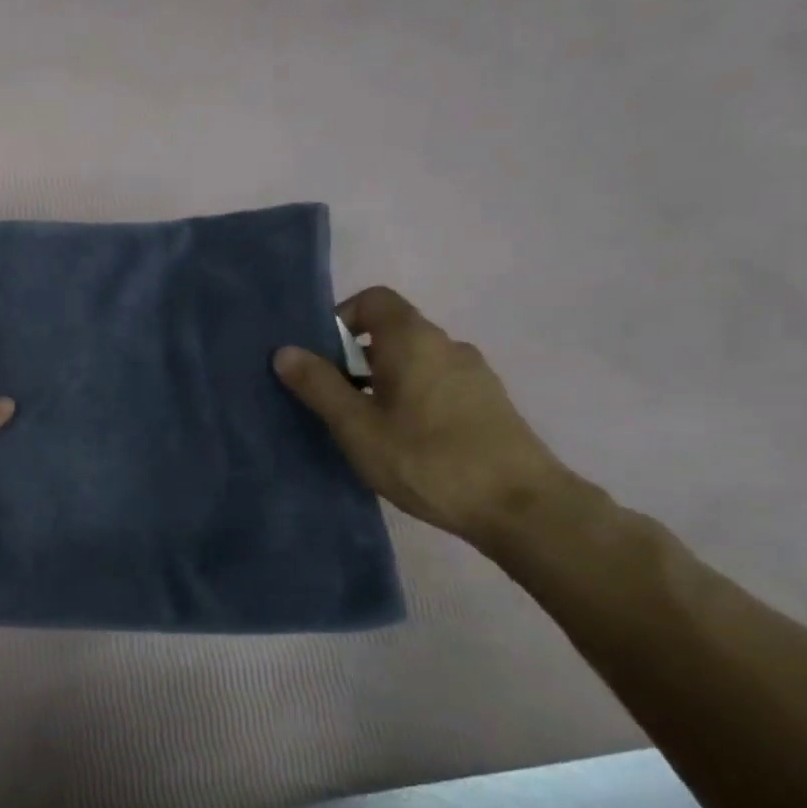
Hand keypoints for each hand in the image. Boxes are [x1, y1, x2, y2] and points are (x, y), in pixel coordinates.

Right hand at [272, 286, 574, 548]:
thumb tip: (285, 351)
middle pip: (390, 332)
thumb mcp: (357, 426)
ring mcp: (472, 374)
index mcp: (413, 340)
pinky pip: (433, 383)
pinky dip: (406, 397)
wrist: (521, 507)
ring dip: (378, 381)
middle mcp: (446, 345)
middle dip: (351, 357)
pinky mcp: (486, 403)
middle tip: (328, 399)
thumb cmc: (426, 459)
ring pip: (411, 361)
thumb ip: (319, 385)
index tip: (319, 357)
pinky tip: (399, 440)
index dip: (341, 318)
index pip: (373, 300)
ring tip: (360, 426)